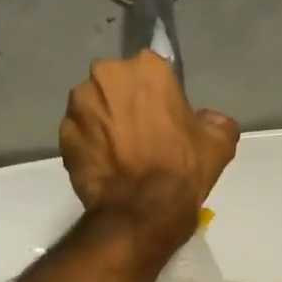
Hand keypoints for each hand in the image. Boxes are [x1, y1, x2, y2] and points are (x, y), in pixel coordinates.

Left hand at [60, 51, 239, 253]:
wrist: (142, 212)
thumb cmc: (182, 170)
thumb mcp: (218, 143)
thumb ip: (214, 120)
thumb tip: (206, 120)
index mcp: (146, 68)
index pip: (153, 72)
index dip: (160, 95)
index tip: (165, 117)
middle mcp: (105, 75)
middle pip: (118, 84)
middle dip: (126, 103)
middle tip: (142, 134)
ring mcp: (78, 105)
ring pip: (94, 107)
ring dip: (105, 122)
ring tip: (121, 153)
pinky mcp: (62, 135)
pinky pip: (80, 134)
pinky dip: (90, 145)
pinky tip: (106, 166)